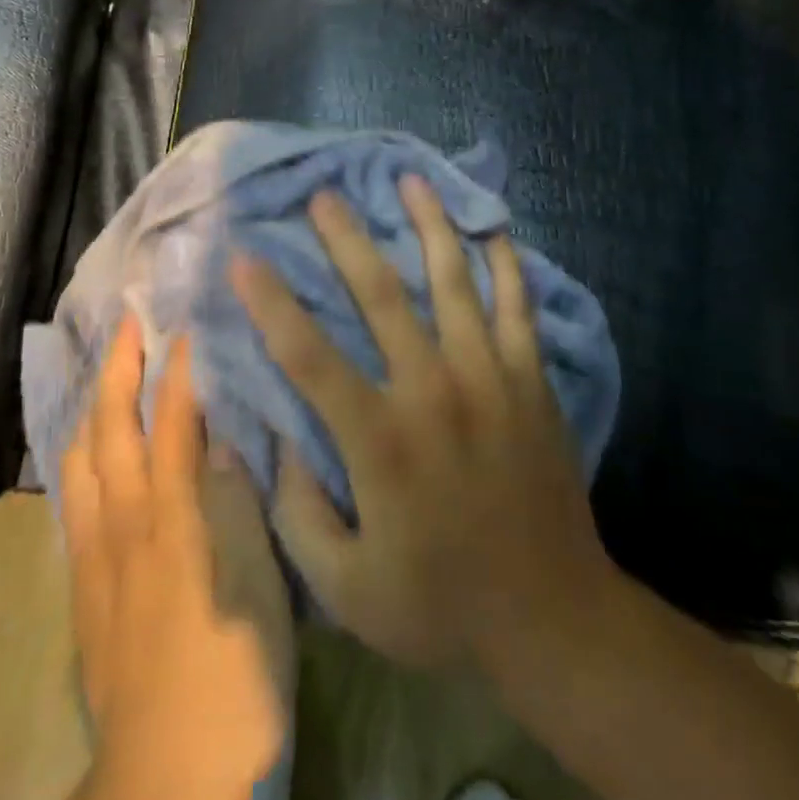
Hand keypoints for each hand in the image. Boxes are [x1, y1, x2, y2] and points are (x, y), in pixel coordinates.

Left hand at [60, 319, 291, 799]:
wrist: (165, 780)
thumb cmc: (233, 680)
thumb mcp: (259, 590)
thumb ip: (238, 506)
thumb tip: (224, 441)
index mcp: (175, 523)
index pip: (174, 425)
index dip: (179, 371)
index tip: (185, 326)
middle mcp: (126, 527)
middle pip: (111, 430)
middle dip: (118, 369)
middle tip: (129, 323)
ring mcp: (97, 558)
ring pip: (80, 461)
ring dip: (91, 406)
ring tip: (105, 373)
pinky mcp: (84, 590)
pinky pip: (73, 502)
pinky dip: (80, 457)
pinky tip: (90, 451)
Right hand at [232, 175, 614, 672]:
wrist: (554, 618)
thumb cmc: (441, 603)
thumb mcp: (346, 587)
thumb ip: (298, 513)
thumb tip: (275, 441)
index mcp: (381, 439)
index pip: (309, 355)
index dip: (271, 302)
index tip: (244, 257)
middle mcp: (434, 390)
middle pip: (380, 294)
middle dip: (345, 238)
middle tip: (323, 196)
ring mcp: (490, 377)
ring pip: (453, 280)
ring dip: (427, 225)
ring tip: (409, 180)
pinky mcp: (532, 380)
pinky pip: (517, 305)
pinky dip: (504, 262)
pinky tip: (490, 225)